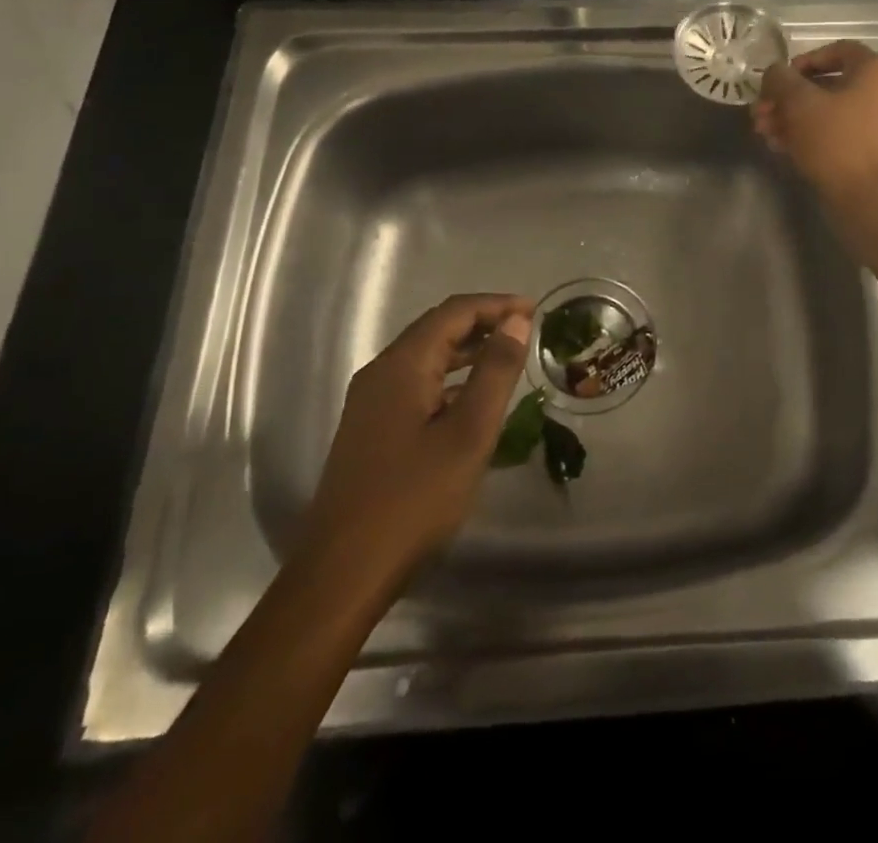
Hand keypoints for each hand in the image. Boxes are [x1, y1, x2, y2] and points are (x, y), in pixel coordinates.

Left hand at [301, 293, 531, 580]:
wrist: (343, 574)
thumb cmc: (413, 499)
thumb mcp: (469, 433)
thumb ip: (495, 372)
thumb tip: (516, 321)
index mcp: (401, 365)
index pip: (453, 312)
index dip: (496, 304)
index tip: (535, 311)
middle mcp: (380, 373)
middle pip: (436, 329)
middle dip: (483, 323)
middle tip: (525, 330)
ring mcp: (370, 403)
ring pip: (425, 358)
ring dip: (467, 351)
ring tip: (507, 358)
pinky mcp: (370, 429)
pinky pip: (416, 385)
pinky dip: (449, 379)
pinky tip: (471, 400)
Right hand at [753, 40, 877, 204]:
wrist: (868, 198)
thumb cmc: (835, 140)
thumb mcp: (799, 103)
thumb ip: (781, 80)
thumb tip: (774, 73)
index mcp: (874, 70)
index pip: (836, 50)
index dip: (802, 61)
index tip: (779, 80)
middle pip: (826, 84)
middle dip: (787, 96)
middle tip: (760, 111)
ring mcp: (877, 123)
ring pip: (827, 110)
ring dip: (792, 117)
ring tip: (764, 132)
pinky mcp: (869, 150)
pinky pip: (835, 132)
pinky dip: (808, 134)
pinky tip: (780, 146)